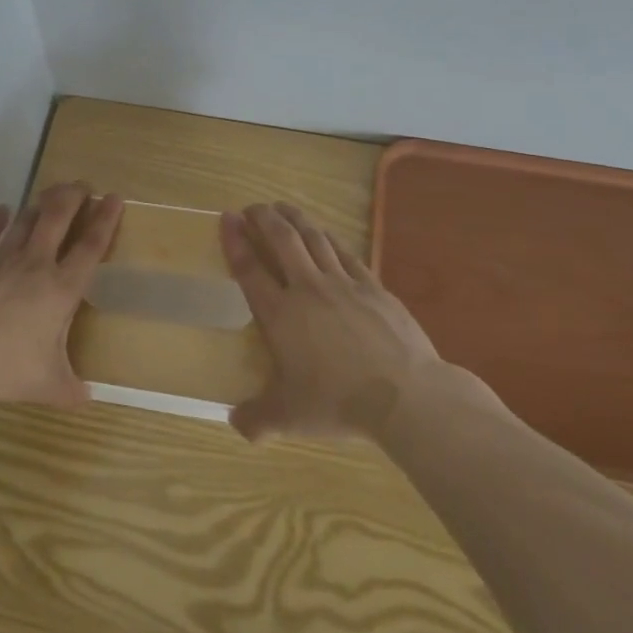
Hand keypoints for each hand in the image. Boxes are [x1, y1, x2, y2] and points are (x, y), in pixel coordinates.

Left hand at [0, 182, 123, 407]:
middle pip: (58, 219)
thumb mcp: (46, 385)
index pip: (90, 247)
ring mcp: (1, 259)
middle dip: (74, 197)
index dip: (105, 221)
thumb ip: (69, 390)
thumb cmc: (5, 366)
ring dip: (39, 204)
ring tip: (50, 192)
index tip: (114, 198)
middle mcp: (35, 265)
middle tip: (83, 184)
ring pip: (25, 222)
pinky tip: (1, 210)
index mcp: (61, 290)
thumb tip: (88, 400)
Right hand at [221, 202, 443, 440]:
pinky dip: (329, 238)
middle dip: (264, 218)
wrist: (406, 395)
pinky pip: (345, 253)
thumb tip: (235, 425)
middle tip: (253, 207)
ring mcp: (343, 283)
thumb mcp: (289, 417)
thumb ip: (257, 419)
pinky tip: (325, 234)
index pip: (249, 269)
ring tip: (283, 207)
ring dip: (295, 219)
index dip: (235, 241)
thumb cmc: (339, 402)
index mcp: (280, 314)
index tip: (226, 218)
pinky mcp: (373, 287)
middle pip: (282, 240)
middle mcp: (307, 289)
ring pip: (314, 238)